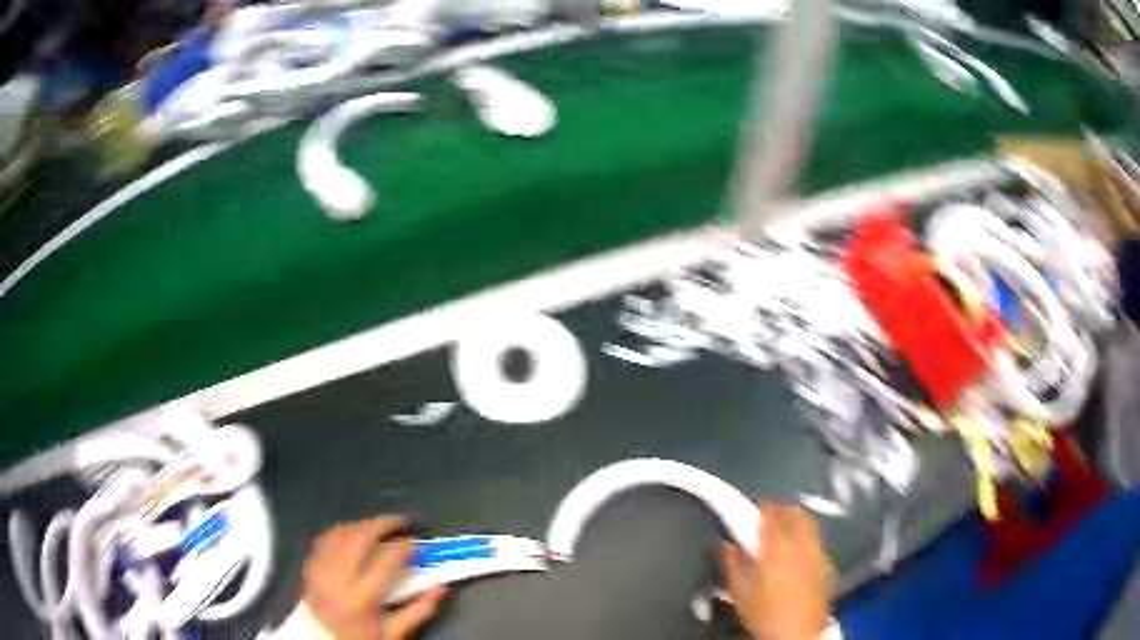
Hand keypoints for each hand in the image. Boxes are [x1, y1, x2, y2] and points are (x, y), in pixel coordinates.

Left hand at [302, 517, 445, 639]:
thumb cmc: (362, 637)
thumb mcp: (394, 632)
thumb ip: (419, 610)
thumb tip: (442, 587)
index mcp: (362, 597)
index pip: (387, 560)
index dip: (405, 547)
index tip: (418, 544)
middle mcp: (338, 578)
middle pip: (361, 537)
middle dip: (383, 524)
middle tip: (401, 522)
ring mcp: (320, 569)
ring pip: (342, 532)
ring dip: (363, 526)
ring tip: (380, 528)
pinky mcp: (309, 565)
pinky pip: (325, 538)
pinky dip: (342, 532)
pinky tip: (354, 534)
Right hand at [720, 503, 835, 639]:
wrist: (798, 631)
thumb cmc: (764, 611)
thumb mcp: (739, 591)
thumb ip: (732, 563)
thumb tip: (726, 544)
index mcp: (777, 545)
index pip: (771, 513)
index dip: (761, 508)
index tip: (752, 512)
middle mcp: (802, 542)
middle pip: (796, 512)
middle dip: (783, 512)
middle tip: (769, 522)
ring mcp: (819, 552)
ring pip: (811, 525)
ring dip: (797, 524)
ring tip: (785, 538)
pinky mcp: (828, 565)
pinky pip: (817, 543)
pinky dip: (807, 542)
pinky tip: (799, 558)